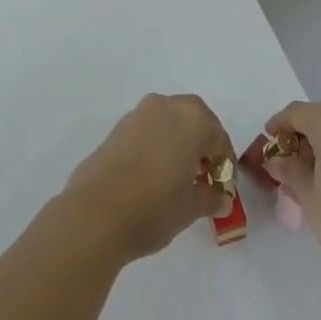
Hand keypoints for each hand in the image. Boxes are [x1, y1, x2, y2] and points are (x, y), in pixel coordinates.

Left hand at [63, 94, 234, 263]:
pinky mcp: (117, 127)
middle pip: (195, 120)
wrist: (95, 213)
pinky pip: (148, 130)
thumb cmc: (154, 207)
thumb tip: (220, 198)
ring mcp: (139, 114)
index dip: (225, 165)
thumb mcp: (191, 208)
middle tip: (204, 177)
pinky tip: (153, 174)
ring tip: (178, 177)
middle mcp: (166, 106)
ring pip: (169, 121)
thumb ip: (211, 198)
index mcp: (192, 119)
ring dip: (179, 142)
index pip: (219, 138)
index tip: (223, 190)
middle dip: (203, 145)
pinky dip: (158, 144)